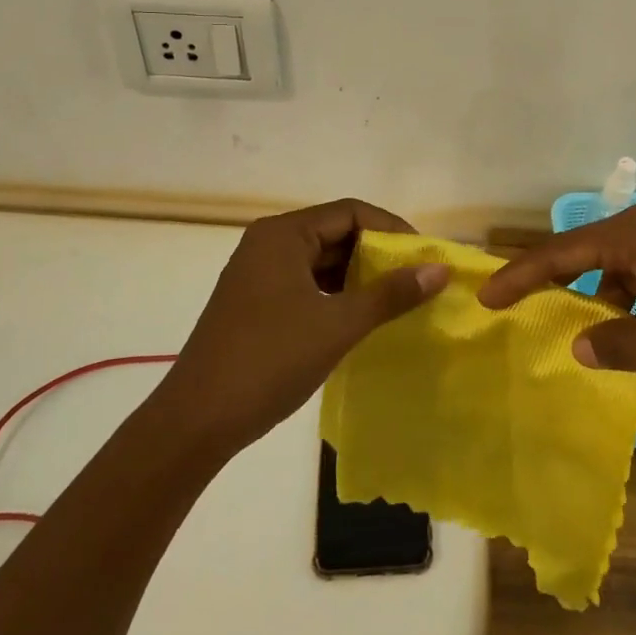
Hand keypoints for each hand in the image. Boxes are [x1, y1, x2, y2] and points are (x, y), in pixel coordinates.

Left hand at [159, 199, 449, 452]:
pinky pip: (305, 283)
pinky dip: (335, 294)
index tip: (424, 257)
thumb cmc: (269, 361)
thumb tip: (440, 269)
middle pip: (335, 232)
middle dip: (377, 253)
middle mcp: (268, 244)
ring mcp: (257, 274)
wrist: (195, 422)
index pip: (351, 212)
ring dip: (357, 276)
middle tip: (416, 280)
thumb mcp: (338, 324)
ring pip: (321, 261)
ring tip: (395, 300)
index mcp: (283, 234)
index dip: (392, 230)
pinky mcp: (254, 303)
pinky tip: (358, 318)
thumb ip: (391, 294)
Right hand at [477, 204, 635, 395]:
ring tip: (596, 336)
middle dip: (561, 284)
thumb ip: (616, 344)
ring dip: (605, 297)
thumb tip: (580, 342)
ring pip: (626, 266)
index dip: (520, 277)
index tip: (486, 297)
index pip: (561, 253)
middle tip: (530, 311)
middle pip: (591, 252)